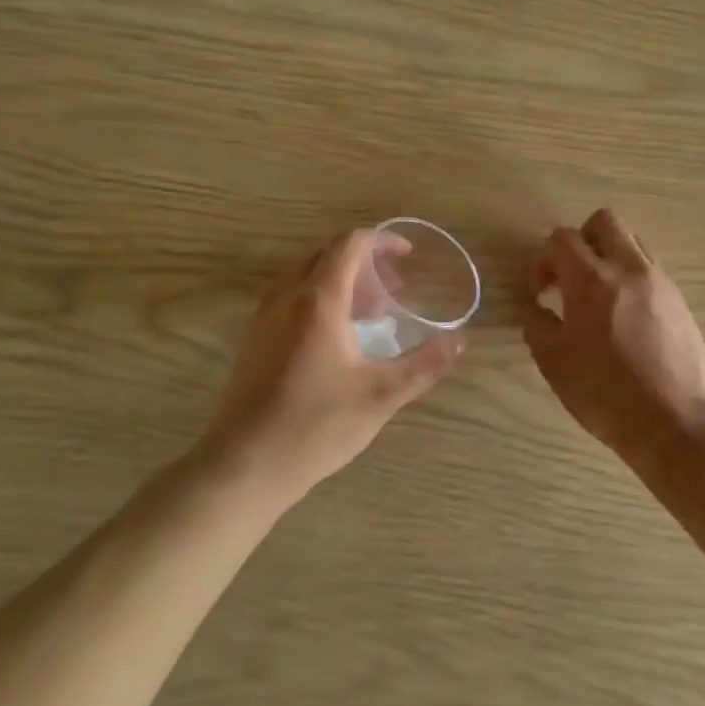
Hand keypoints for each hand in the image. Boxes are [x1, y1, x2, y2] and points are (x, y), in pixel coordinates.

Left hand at [202, 229, 464, 502]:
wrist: (245, 465)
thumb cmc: (316, 426)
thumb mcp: (381, 395)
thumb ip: (424, 364)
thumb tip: (459, 341)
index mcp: (319, 300)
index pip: (349, 245)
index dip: (382, 240)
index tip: (408, 255)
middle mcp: (287, 297)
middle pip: (326, 255)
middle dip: (364, 262)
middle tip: (394, 290)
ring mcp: (264, 317)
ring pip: (305, 275)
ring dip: (340, 280)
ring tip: (370, 313)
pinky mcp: (254, 339)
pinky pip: (290, 297)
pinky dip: (319, 297)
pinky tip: (337, 337)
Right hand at [524, 209, 704, 460]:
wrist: (675, 422)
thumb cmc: (606, 393)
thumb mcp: (554, 364)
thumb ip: (538, 326)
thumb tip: (539, 311)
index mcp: (591, 279)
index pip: (562, 239)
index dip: (542, 260)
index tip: (539, 292)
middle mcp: (629, 269)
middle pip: (604, 222)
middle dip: (581, 241)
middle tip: (570, 277)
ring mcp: (660, 282)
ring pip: (632, 242)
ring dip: (609, 257)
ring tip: (598, 296)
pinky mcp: (680, 301)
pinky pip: (650, 270)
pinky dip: (631, 278)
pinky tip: (624, 317)